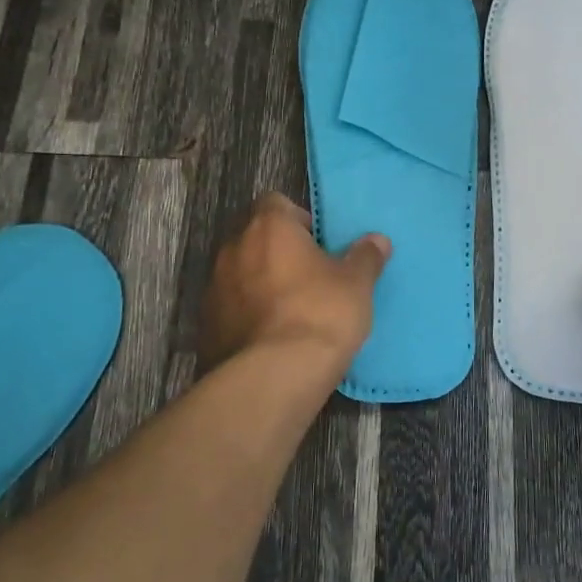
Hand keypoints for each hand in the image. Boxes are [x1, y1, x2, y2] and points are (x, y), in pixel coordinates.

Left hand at [198, 193, 391, 373]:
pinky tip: (270, 339)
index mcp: (269, 227)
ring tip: (290, 312)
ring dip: (260, 284)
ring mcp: (213, 287)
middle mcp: (233, 248)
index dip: (298, 220)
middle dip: (278, 252)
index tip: (319, 245)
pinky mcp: (205, 325)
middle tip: (309, 278)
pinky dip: (246, 315)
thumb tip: (376, 240)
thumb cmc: (319, 315)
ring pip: (240, 273)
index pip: (276, 203)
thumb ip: (365, 257)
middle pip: (255, 237)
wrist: (270, 378)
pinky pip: (230, 308)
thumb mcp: (356, 285)